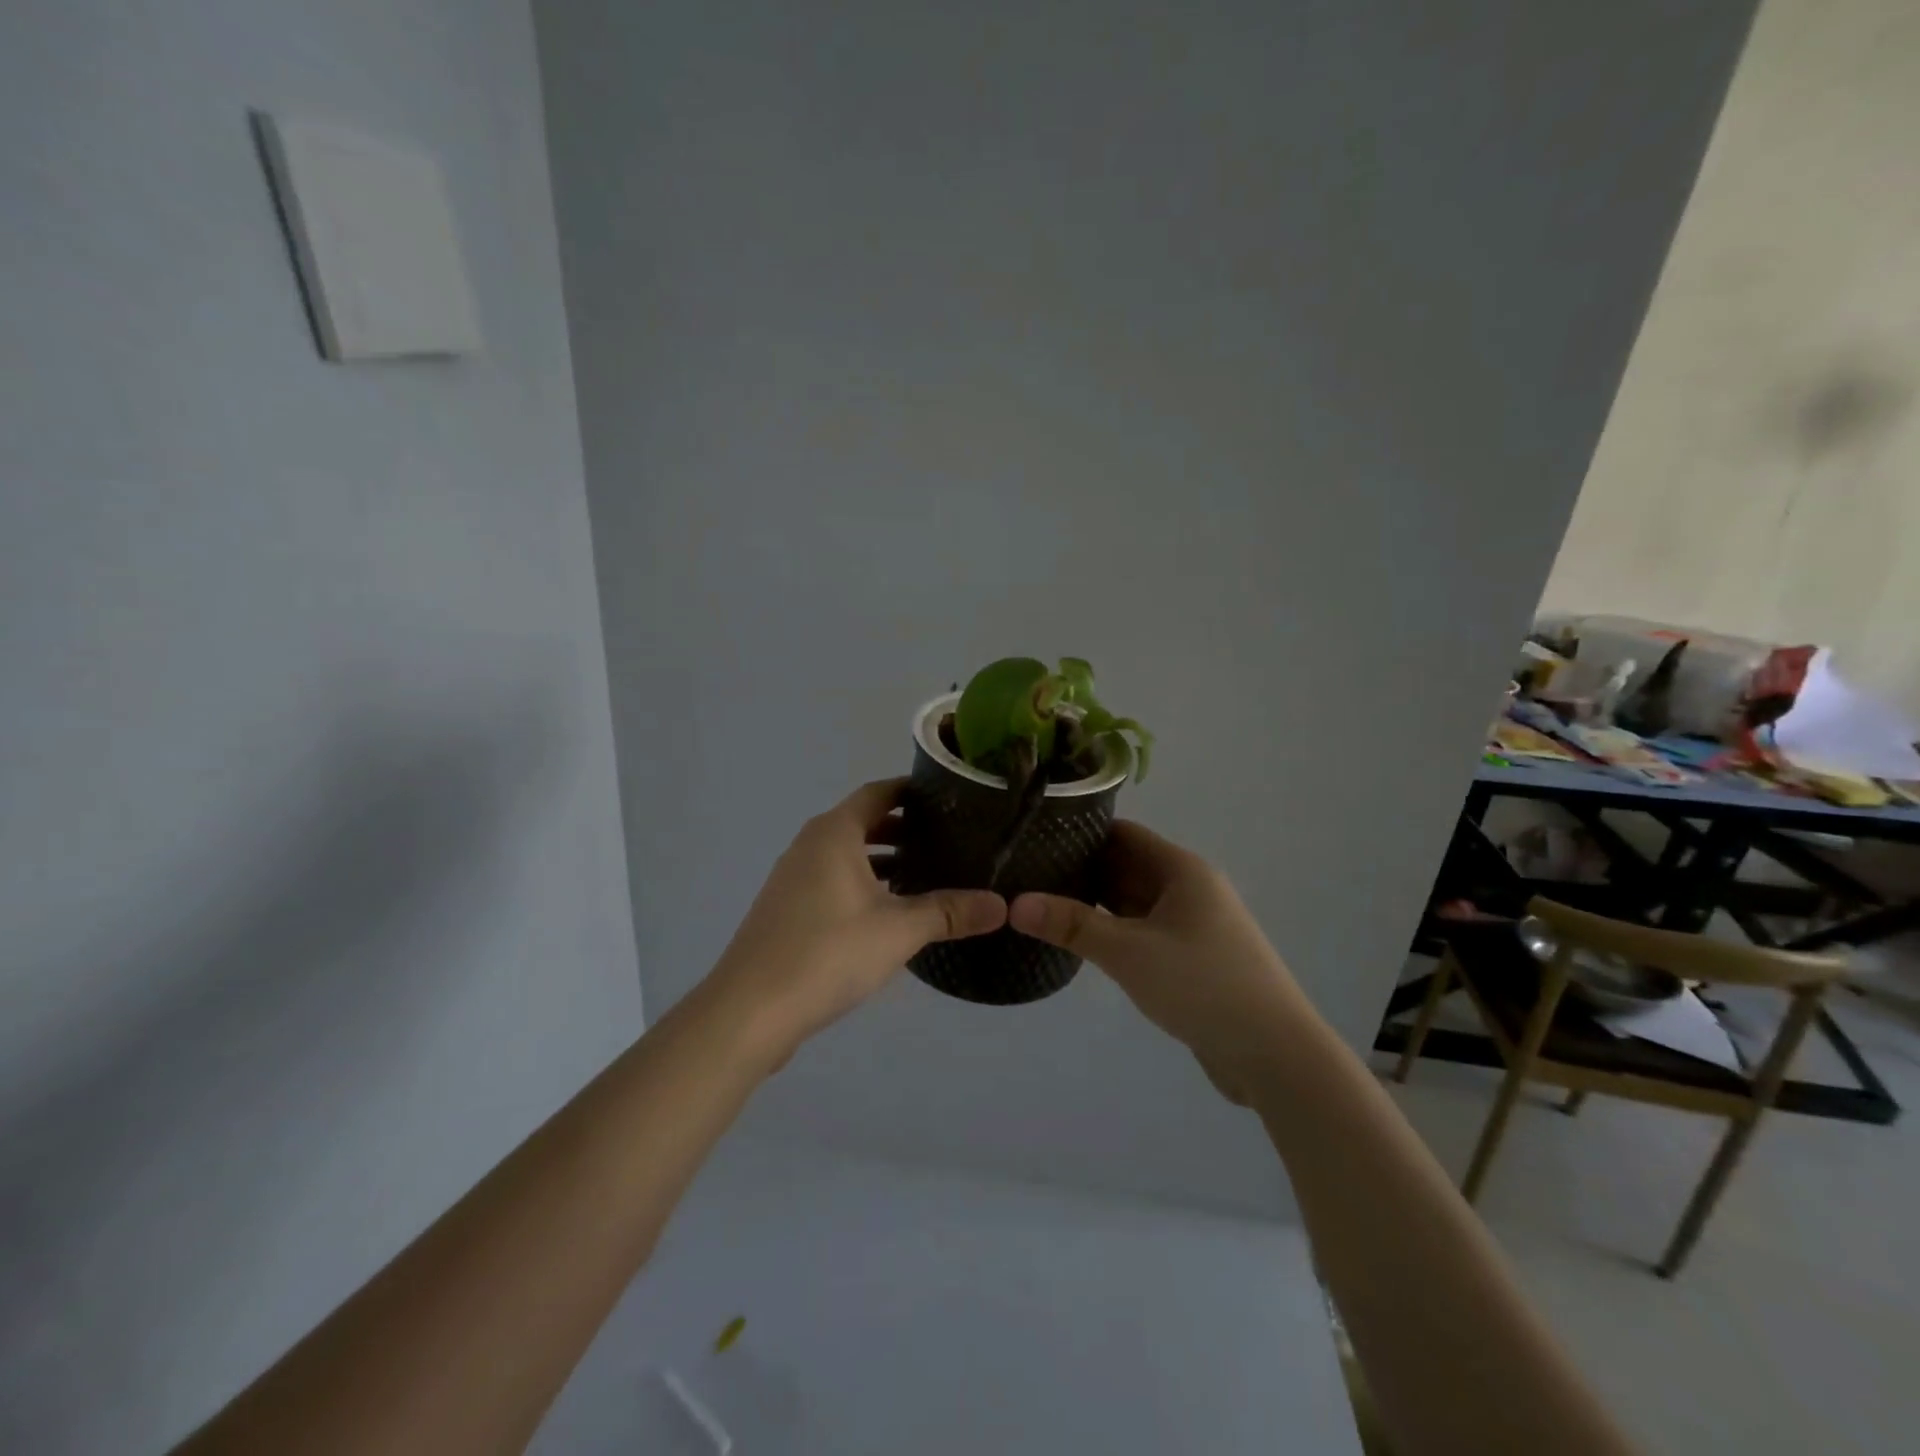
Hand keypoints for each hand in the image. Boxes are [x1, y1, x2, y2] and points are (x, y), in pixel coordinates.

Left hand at [708, 779, 1007, 1052]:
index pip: (878, 793)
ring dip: (883, 861)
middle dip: (903, 830)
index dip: (911, 792)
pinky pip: (832, 881)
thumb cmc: (827, 953)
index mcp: (834, 833)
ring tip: (925, 875)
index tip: (949, 799)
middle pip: (862, 822)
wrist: (750, 1010)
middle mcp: (809, 845)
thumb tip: (1001, 906)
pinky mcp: (787, 910)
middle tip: (948, 840)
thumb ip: (949, 913)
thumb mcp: (898, 930)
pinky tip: (887, 913)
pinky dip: (862, 884)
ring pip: (847, 855)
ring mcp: (792, 878)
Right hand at [1009, 822, 1306, 1101]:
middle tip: (1025, 873)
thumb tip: (1015, 903)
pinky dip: (1114, 930)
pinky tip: (1080, 940)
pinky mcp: (1192, 958)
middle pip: (1126, 865)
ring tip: (1042, 902)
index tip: (1034, 837)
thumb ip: (1072, 924)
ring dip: (1095, 902)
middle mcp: (1188, 888)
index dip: (1079, 831)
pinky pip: (1143, 930)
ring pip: (1134, 901)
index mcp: (1180, 870)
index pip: (1122, 833)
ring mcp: (1192, 924)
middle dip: (1080, 868)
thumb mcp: (1129, 952)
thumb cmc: (1202, 985)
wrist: (1274, 1054)